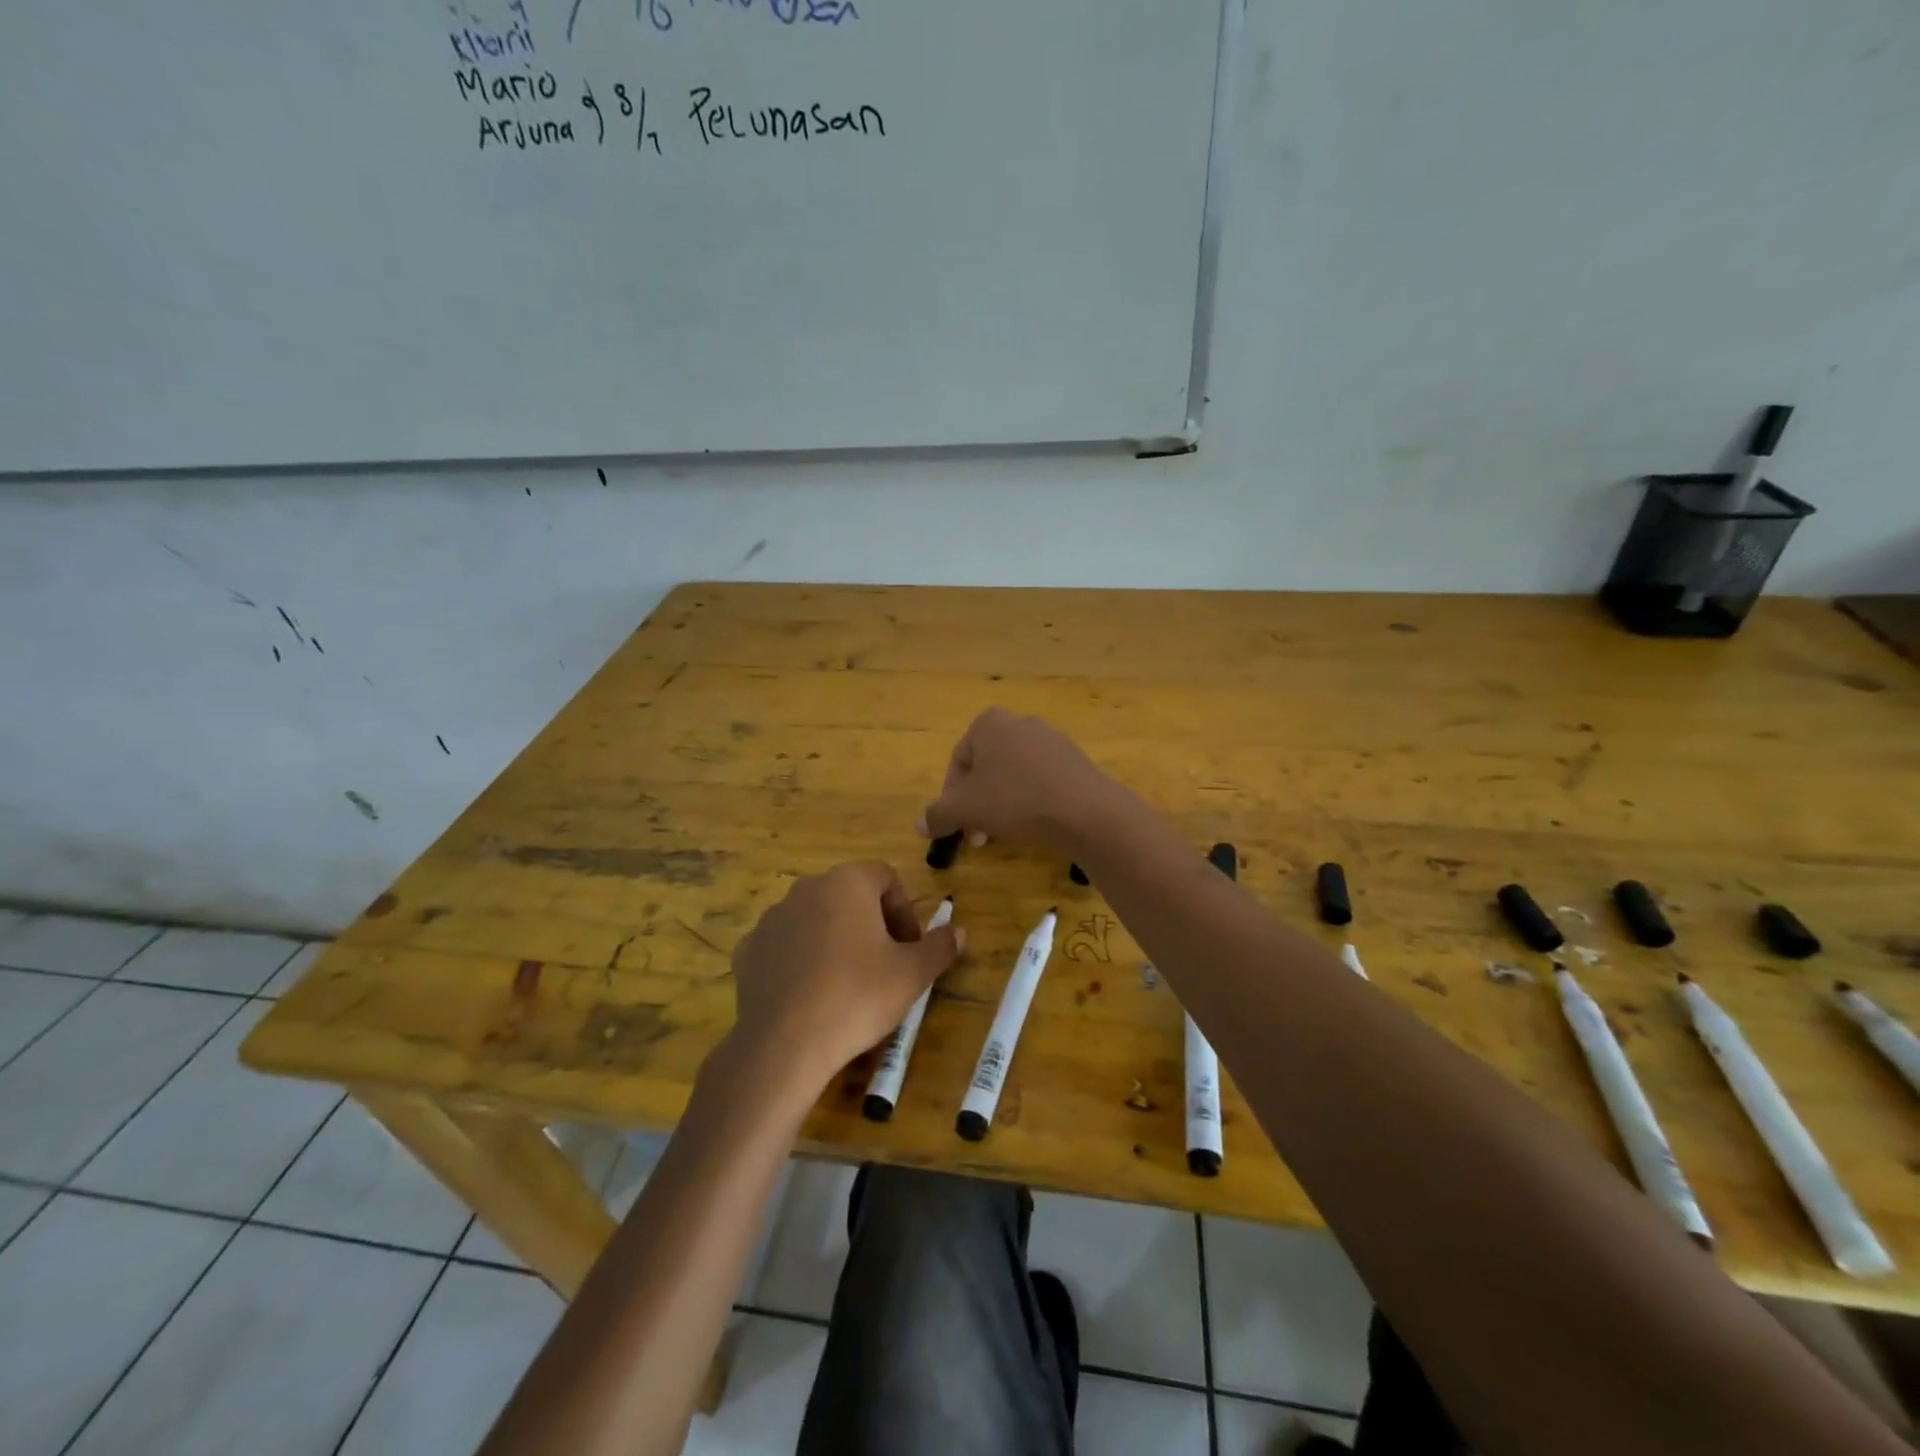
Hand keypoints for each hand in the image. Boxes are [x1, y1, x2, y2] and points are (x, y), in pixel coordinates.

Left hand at [728, 861, 963, 1091]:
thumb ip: (939, 947)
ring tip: (846, 982)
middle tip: (884, 964)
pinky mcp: (748, 950)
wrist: (785, 1045)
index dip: (904, 911)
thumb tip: (958, 931)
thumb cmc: (858, 996)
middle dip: (871, 924)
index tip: (910, 948)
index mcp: (847, 882)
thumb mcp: (912, 974)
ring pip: (816, 918)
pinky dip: (801, 959)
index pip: (885, 877)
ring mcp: (772, 918)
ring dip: (835, 939)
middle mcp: (806, 888)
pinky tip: (810, 994)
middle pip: (849, 895)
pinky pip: (785, 944)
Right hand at [917, 708, 1115, 851]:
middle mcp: (1020, 723)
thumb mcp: (965, 809)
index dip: (950, 798)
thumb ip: (938, 814)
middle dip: (977, 805)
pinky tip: (1034, 826)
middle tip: (977, 837)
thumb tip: (919, 825)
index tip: (955, 826)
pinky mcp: (1074, 761)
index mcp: (990, 723)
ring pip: (1012, 776)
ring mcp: (1051, 740)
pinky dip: (1030, 802)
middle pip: (986, 769)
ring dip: (1001, 805)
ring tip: (1005, 834)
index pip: (958, 762)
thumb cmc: (1015, 800)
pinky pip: (1040, 781)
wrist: (1085, 811)